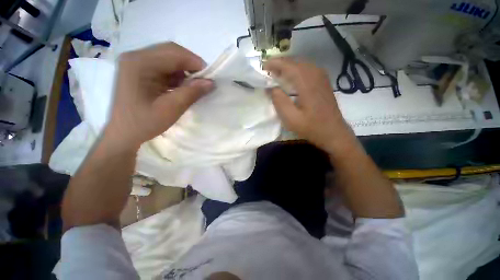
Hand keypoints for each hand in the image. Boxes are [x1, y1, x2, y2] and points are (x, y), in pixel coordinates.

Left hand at [106, 42, 213, 149]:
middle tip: (203, 82)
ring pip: (169, 60)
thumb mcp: (171, 109)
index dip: (195, 63)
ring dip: (185, 72)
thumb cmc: (144, 122)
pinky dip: (178, 77)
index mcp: (140, 63)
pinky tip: (183, 88)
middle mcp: (137, 57)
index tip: (210, 78)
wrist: (124, 134)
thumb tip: (211, 82)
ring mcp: (137, 64)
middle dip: (191, 66)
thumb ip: (191, 93)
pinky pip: (165, 68)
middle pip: (171, 52)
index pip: (174, 52)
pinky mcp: (141, 72)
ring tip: (195, 87)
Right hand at [264, 58, 352, 152]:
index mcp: (307, 83)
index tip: (263, 67)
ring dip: (287, 66)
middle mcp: (316, 74)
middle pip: (295, 61)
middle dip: (279, 63)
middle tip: (267, 71)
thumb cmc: (311, 127)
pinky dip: (295, 70)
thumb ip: (279, 101)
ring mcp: (321, 77)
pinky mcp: (323, 81)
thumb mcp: (291, 118)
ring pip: (301, 64)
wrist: (333, 132)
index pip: (288, 65)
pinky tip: (290, 77)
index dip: (274, 63)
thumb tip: (271, 88)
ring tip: (276, 73)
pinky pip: (307, 69)